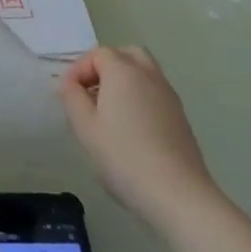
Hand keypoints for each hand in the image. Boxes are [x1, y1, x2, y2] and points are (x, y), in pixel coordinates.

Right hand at [60, 46, 221, 233]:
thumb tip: (71, 84)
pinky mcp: (181, 119)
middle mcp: (149, 76)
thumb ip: (72, 96)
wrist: (179, 196)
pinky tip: (131, 129)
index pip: (97, 54)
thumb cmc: (124, 156)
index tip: (69, 96)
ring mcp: (169, 97)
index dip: (79, 70)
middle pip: (126, 55)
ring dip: (124, 82)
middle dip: (105, 67)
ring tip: (109, 111)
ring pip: (144, 73)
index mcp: (123, 71)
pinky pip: (155, 94)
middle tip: (91, 93)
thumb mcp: (84, 126)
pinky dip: (140, 98)